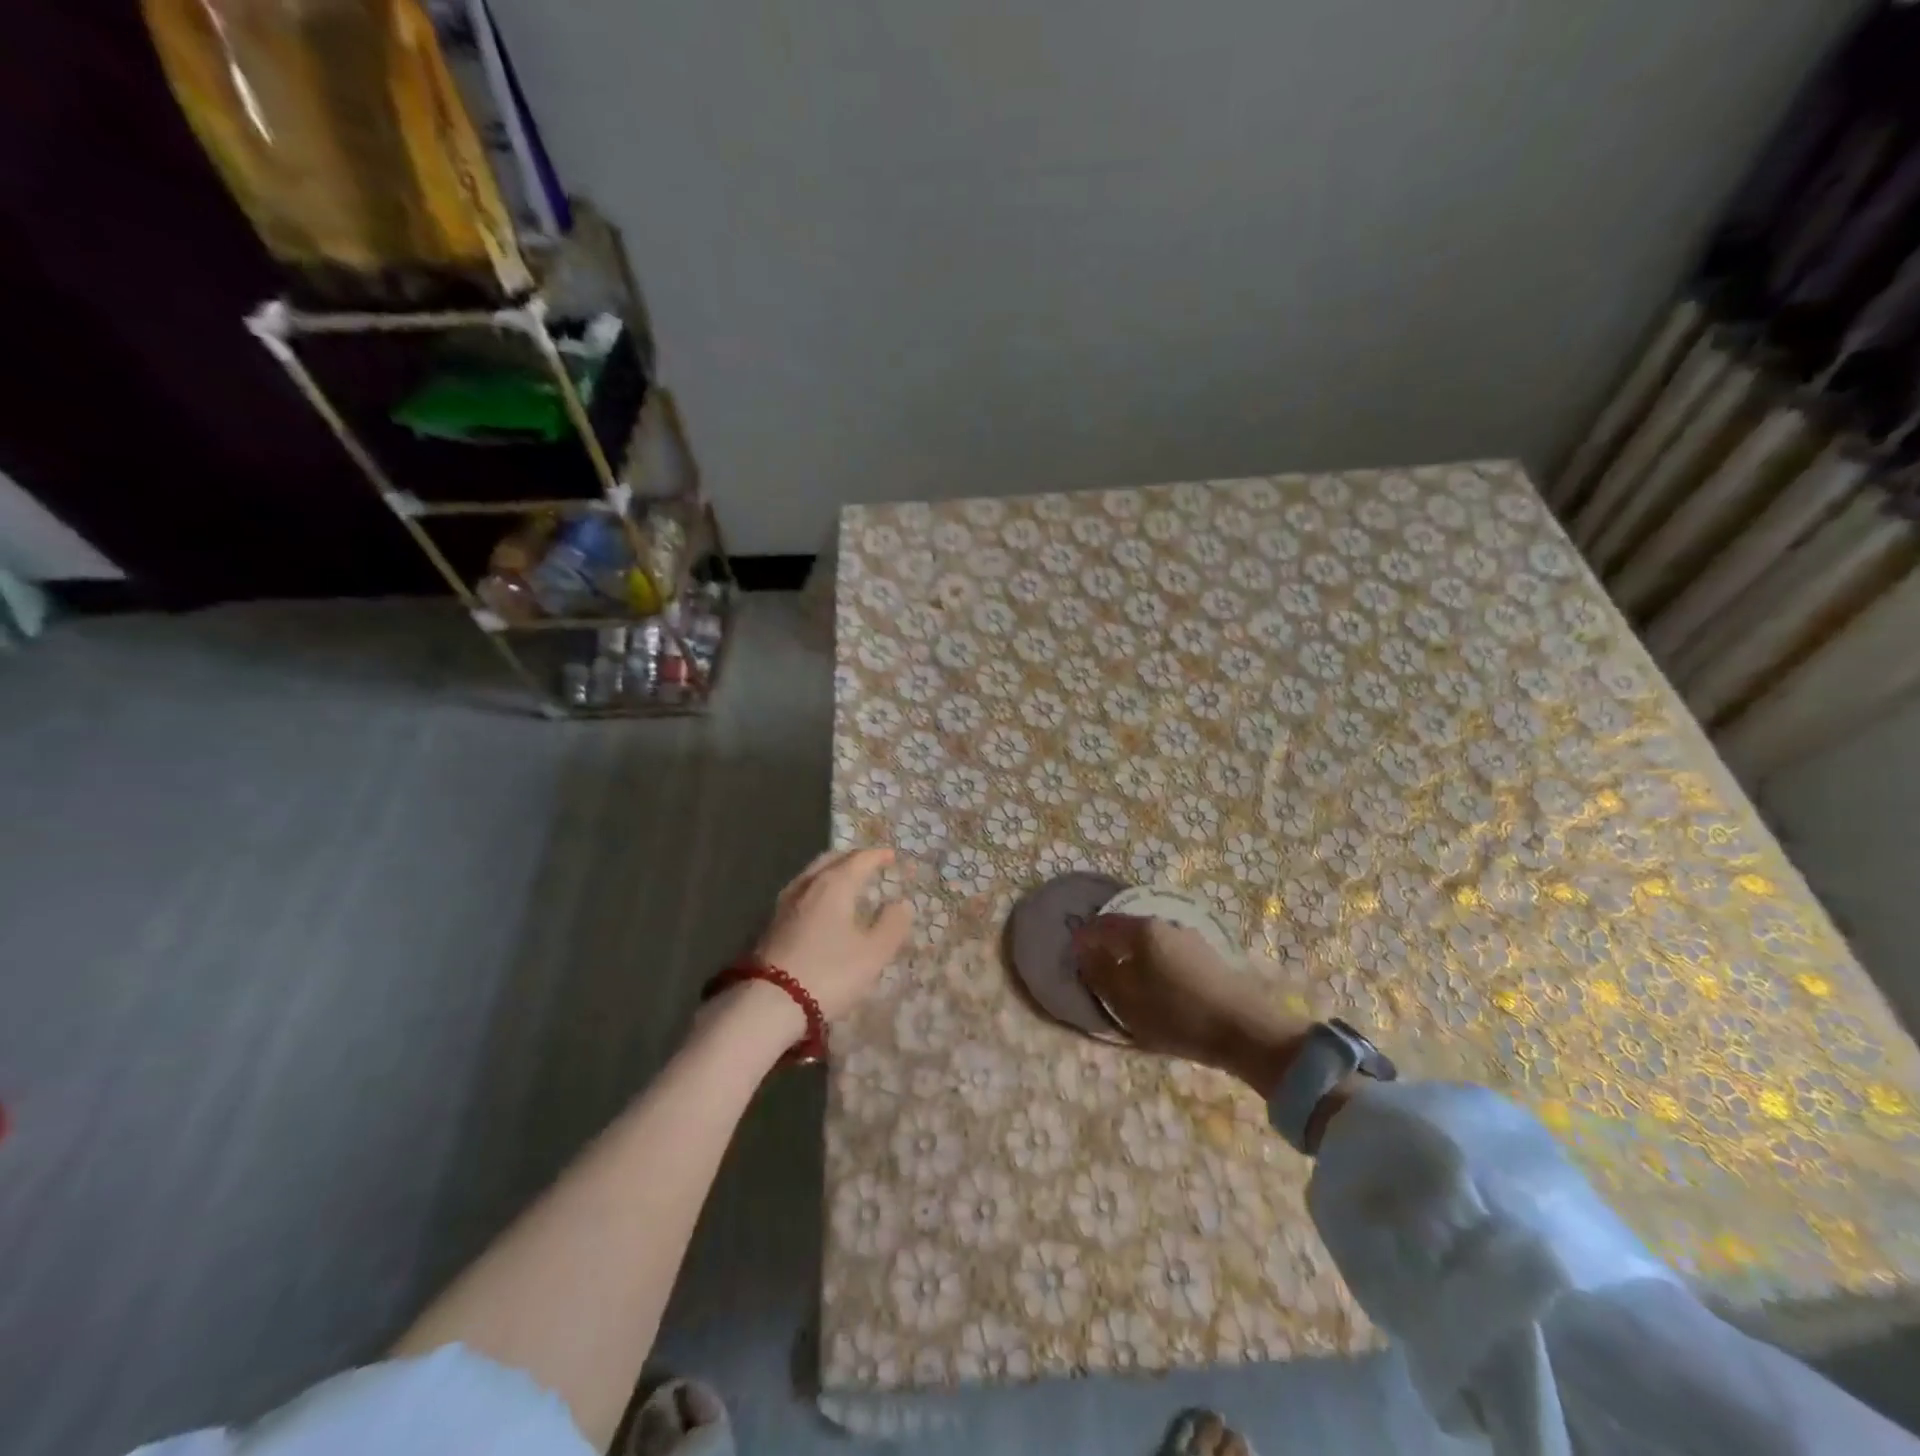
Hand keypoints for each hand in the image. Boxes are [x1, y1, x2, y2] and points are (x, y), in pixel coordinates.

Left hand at [752, 848, 913, 1020]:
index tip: (891, 856)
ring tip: (845, 882)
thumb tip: (901, 904)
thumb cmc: (829, 973)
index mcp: (834, 885)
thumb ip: (891, 926)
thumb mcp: (872, 954)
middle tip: (867, 863)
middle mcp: (808, 885)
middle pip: (830, 859)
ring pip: (811, 875)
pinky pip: (800, 893)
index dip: (877, 856)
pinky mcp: (771, 924)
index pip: (859, 859)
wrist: (769, 1004)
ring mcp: (784, 904)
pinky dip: (816, 890)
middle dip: (851, 858)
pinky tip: (819, 906)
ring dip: (831, 872)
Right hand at [1074, 914, 1309, 1090]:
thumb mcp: (1126, 1000)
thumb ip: (1099, 973)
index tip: (1072, 957)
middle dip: (1109, 948)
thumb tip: (1083, 952)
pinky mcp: (1209, 958)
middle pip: (1126, 931)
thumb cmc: (1176, 1014)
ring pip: (1150, 944)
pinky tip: (1158, 990)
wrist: (1246, 1030)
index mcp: (1141, 930)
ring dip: (1133, 958)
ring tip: (1128, 986)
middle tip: (1097, 973)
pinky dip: (1154, 967)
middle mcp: (1165, 925)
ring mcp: (1190, 939)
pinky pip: (1169, 955)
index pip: (1101, 925)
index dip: (1083, 939)